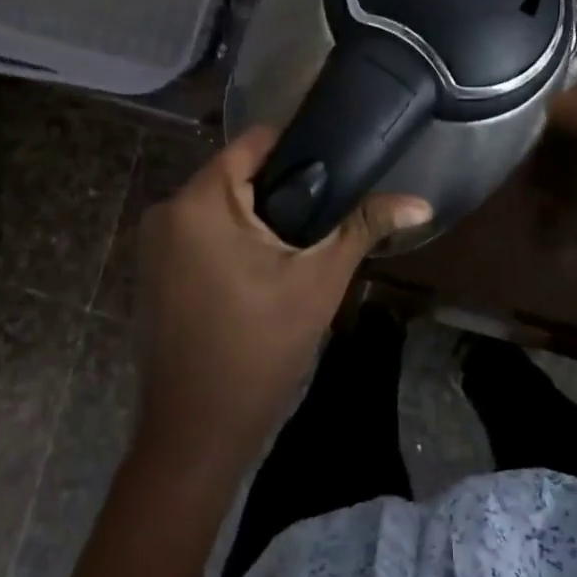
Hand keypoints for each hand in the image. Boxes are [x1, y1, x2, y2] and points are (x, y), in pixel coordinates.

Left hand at [131, 127, 431, 479]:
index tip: (338, 164)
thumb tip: (422, 203)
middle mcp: (167, 211)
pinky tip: (265, 270)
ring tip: (303, 243)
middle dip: (284, 191)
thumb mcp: (319, 282)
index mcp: (200, 201)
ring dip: (260, 219)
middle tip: (328, 215)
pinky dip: (234, 241)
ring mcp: (153, 245)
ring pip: (220, 207)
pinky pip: (201, 235)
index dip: (300, 147)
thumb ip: (364, 228)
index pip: (254, 142)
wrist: (196, 433)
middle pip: (237, 175)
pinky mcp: (153, 273)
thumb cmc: (259, 350)